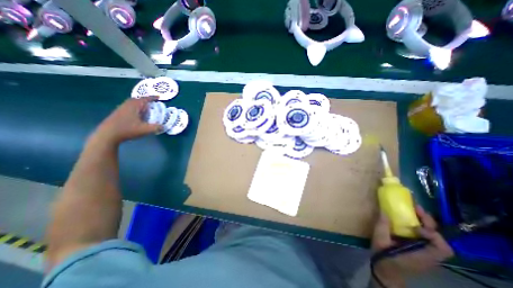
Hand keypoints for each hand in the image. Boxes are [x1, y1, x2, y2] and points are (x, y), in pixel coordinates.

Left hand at [94, 98, 162, 144]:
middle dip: (145, 100)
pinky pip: (129, 108)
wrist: (107, 135)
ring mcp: (120, 109)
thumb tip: (164, 126)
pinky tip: (138, 115)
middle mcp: (127, 105)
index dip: (152, 98)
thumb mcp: (145, 129)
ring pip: (132, 103)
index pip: (145, 99)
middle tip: (153, 103)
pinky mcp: (117, 114)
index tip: (159, 97)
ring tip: (147, 109)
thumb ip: (156, 127)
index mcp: (134, 106)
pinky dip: (135, 109)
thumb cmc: (127, 130)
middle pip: (137, 99)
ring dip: (140, 105)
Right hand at [374, 205, 452, 286]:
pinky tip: (408, 220)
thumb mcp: (379, 241)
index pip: (442, 248)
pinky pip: (425, 237)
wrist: (387, 271)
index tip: (415, 226)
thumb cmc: (384, 257)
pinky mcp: (420, 249)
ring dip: (424, 223)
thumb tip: (384, 211)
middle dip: (428, 222)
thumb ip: (382, 227)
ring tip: (412, 211)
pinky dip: (420, 227)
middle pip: (439, 238)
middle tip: (415, 208)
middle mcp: (429, 255)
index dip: (432, 234)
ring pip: (433, 236)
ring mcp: (426, 252)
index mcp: (422, 255)